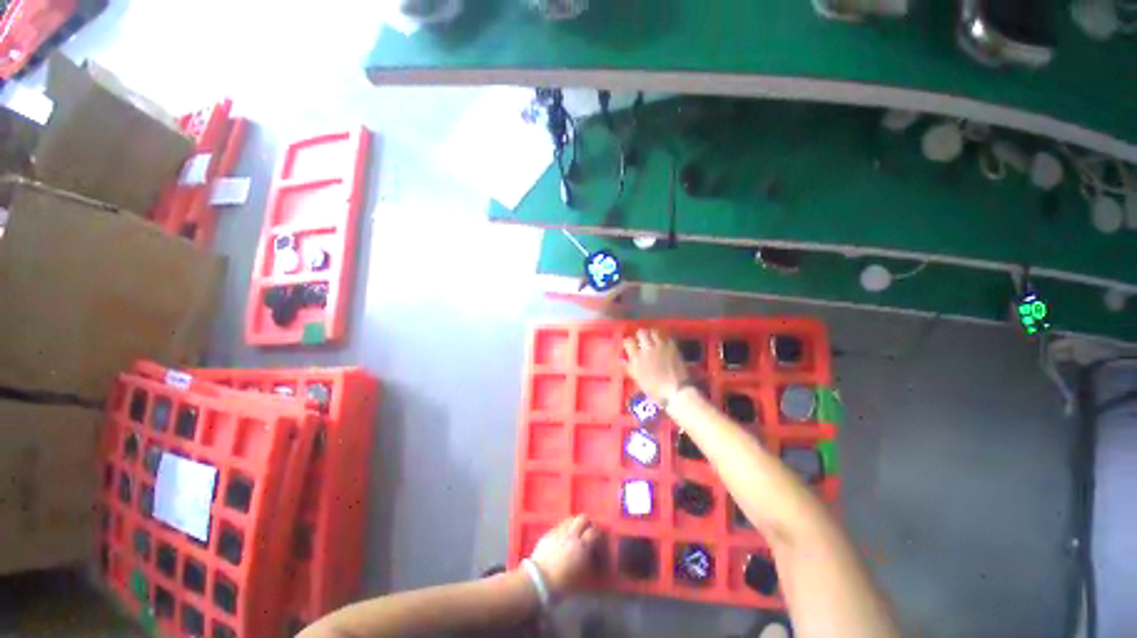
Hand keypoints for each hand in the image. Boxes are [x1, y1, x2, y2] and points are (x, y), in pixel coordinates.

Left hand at [529, 514, 600, 595]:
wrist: (538, 581)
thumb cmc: (562, 584)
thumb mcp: (581, 576)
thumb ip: (588, 561)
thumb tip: (591, 554)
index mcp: (582, 546)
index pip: (593, 531)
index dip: (596, 533)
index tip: (597, 537)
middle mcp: (571, 535)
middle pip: (582, 518)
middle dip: (586, 522)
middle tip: (587, 530)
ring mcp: (559, 532)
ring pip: (570, 519)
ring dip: (574, 523)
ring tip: (575, 531)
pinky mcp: (548, 533)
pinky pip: (559, 525)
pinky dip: (563, 528)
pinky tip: (562, 536)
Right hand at [623, 329, 689, 403]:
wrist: (675, 390)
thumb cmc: (654, 388)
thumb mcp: (638, 379)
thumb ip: (629, 368)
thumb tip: (621, 361)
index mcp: (636, 357)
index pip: (628, 341)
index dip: (628, 342)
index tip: (629, 345)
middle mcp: (647, 348)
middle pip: (641, 332)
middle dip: (640, 335)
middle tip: (642, 340)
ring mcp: (661, 346)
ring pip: (654, 331)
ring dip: (653, 334)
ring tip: (653, 339)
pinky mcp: (673, 347)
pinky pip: (667, 337)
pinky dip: (665, 339)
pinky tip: (665, 344)